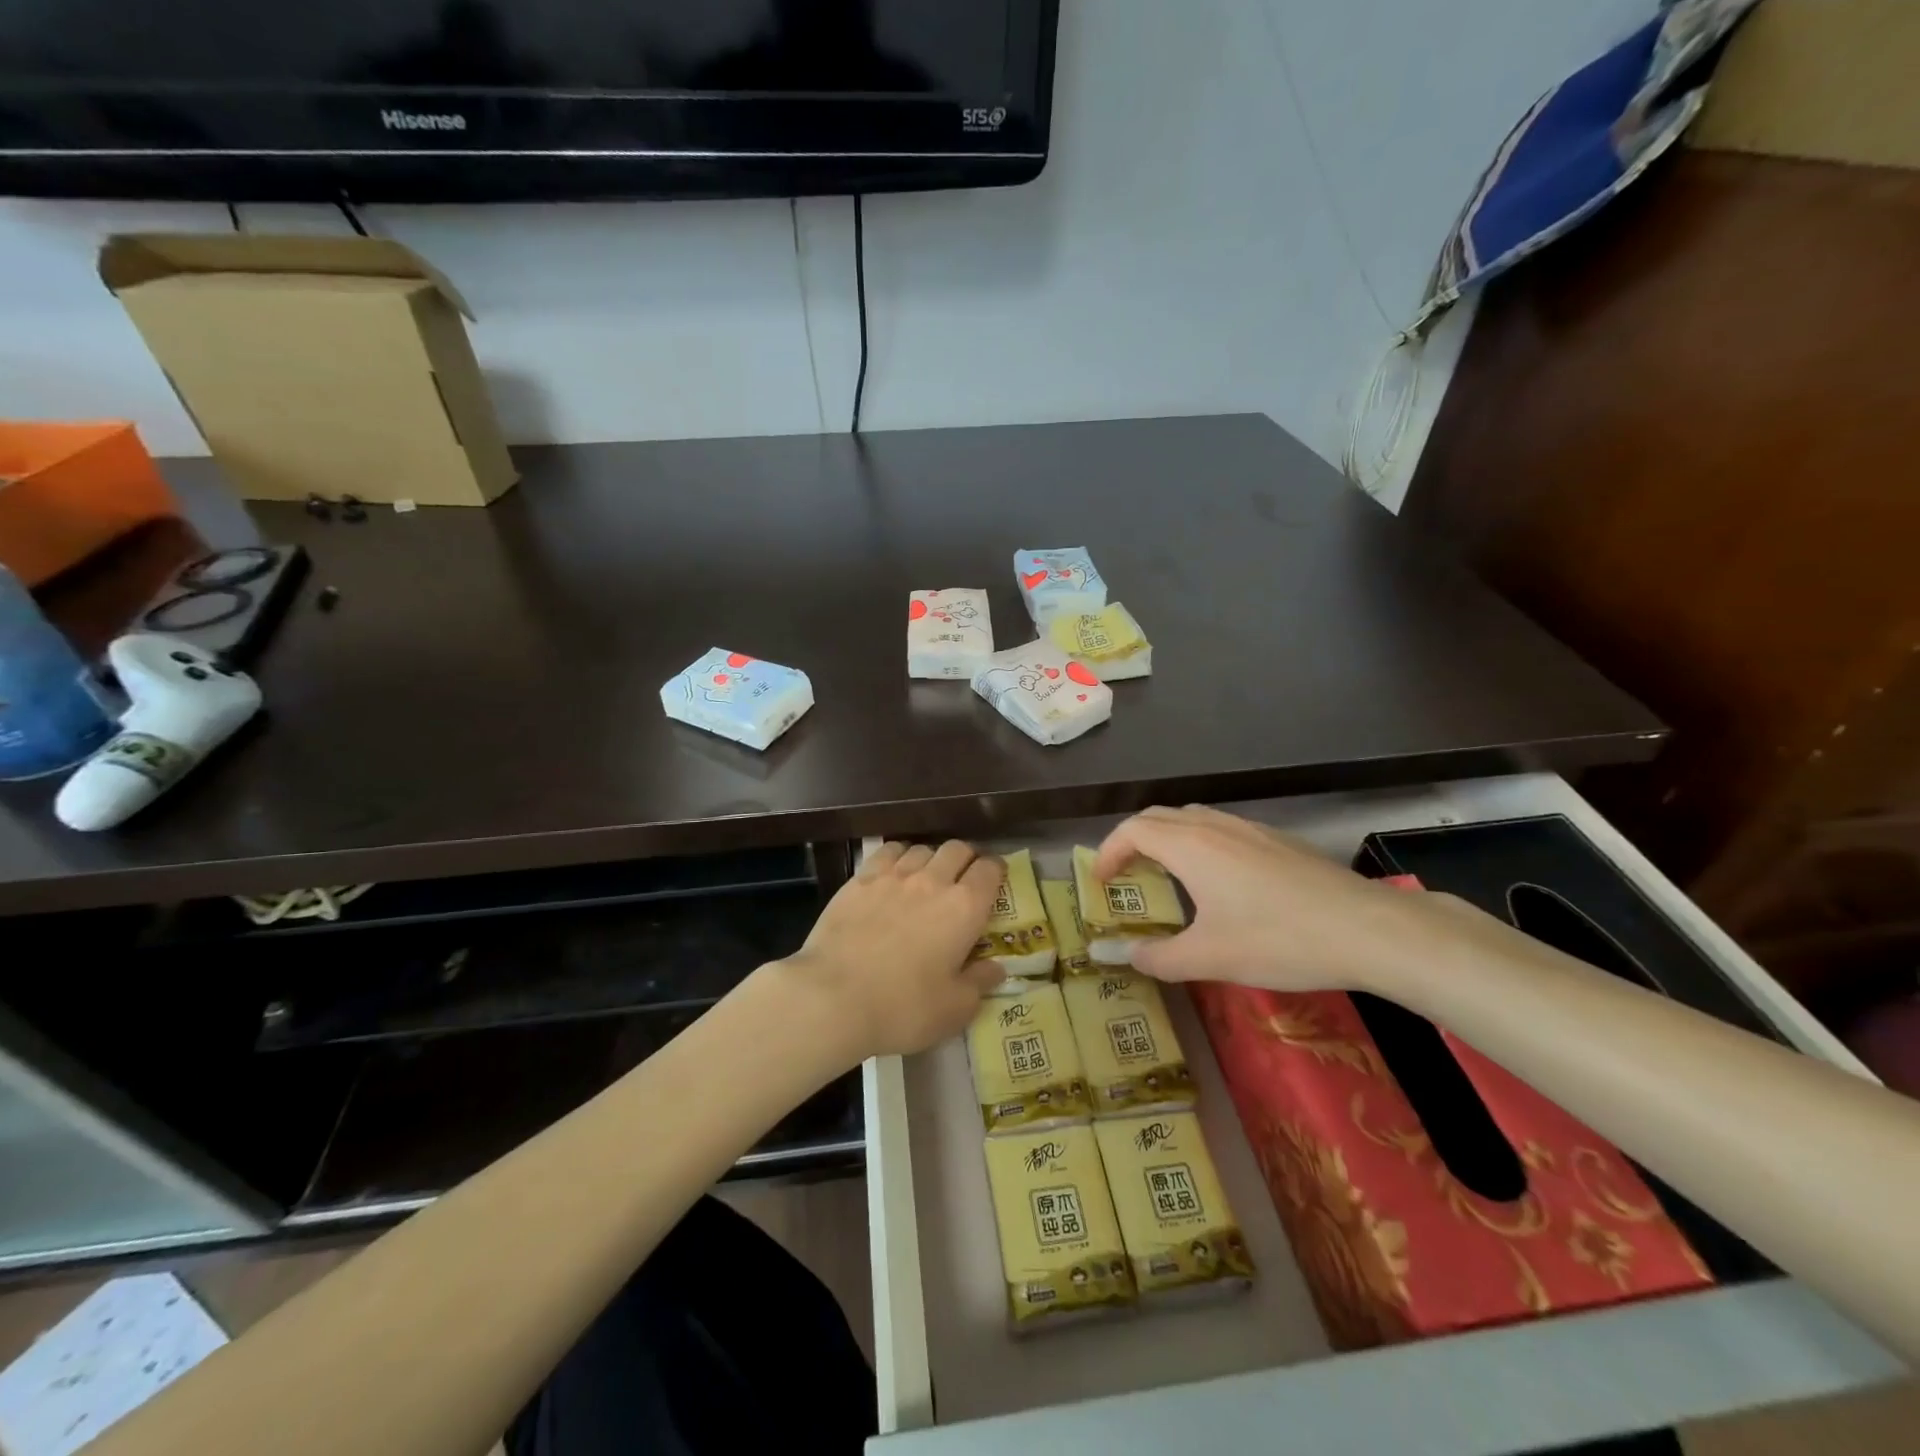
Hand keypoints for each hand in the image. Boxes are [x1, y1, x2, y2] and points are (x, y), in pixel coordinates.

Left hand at [779, 840, 1005, 1061]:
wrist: (833, 997)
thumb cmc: (903, 1007)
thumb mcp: (954, 1009)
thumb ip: (980, 983)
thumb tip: (995, 968)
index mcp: (964, 907)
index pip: (990, 869)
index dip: (996, 871)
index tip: (995, 881)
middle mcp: (933, 880)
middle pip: (958, 849)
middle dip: (966, 859)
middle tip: (963, 880)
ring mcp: (894, 875)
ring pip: (923, 848)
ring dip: (932, 858)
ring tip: (927, 878)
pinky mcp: (861, 878)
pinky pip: (888, 851)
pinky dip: (899, 856)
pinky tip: (894, 872)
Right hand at [1093, 805, 1478, 994]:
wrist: (1367, 929)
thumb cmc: (1279, 940)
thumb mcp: (1210, 958)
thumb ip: (1158, 957)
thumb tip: (1121, 955)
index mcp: (1190, 846)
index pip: (1133, 830)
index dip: (1108, 851)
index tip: (1099, 881)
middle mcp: (1215, 826)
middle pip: (1158, 817)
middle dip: (1132, 841)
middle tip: (1124, 876)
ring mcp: (1250, 829)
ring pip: (1192, 819)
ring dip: (1166, 839)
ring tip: (1164, 875)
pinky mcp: (1277, 841)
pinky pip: (1221, 829)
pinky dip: (1198, 844)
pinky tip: (1218, 882)